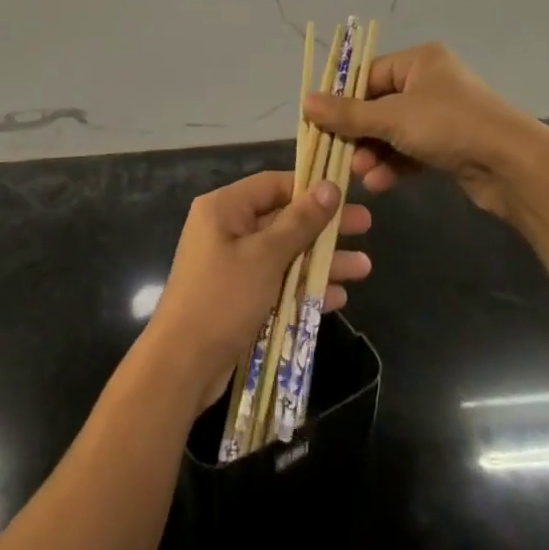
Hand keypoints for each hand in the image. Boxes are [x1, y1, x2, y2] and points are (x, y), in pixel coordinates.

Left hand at [145, 170, 372, 405]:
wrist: (182, 365)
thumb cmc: (223, 298)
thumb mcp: (266, 256)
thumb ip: (300, 221)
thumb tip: (330, 186)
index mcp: (224, 208)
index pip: (273, 184)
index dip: (310, 187)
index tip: (347, 193)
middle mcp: (227, 230)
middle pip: (284, 219)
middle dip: (324, 227)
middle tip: (366, 226)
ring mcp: (233, 265)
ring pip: (286, 254)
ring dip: (321, 261)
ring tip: (364, 268)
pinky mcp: (240, 297)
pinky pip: (278, 283)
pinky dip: (304, 288)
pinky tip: (336, 297)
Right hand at [303, 42, 548, 225]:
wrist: (513, 166)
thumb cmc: (449, 126)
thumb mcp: (392, 117)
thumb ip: (347, 113)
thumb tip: (305, 102)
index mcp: (419, 61)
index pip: (367, 75)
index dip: (342, 100)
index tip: (320, 124)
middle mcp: (430, 82)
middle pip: (379, 105)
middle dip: (359, 133)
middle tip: (340, 156)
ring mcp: (443, 115)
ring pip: (394, 132)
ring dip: (374, 153)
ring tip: (361, 175)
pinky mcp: (451, 145)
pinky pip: (412, 150)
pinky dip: (395, 165)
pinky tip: (381, 184)